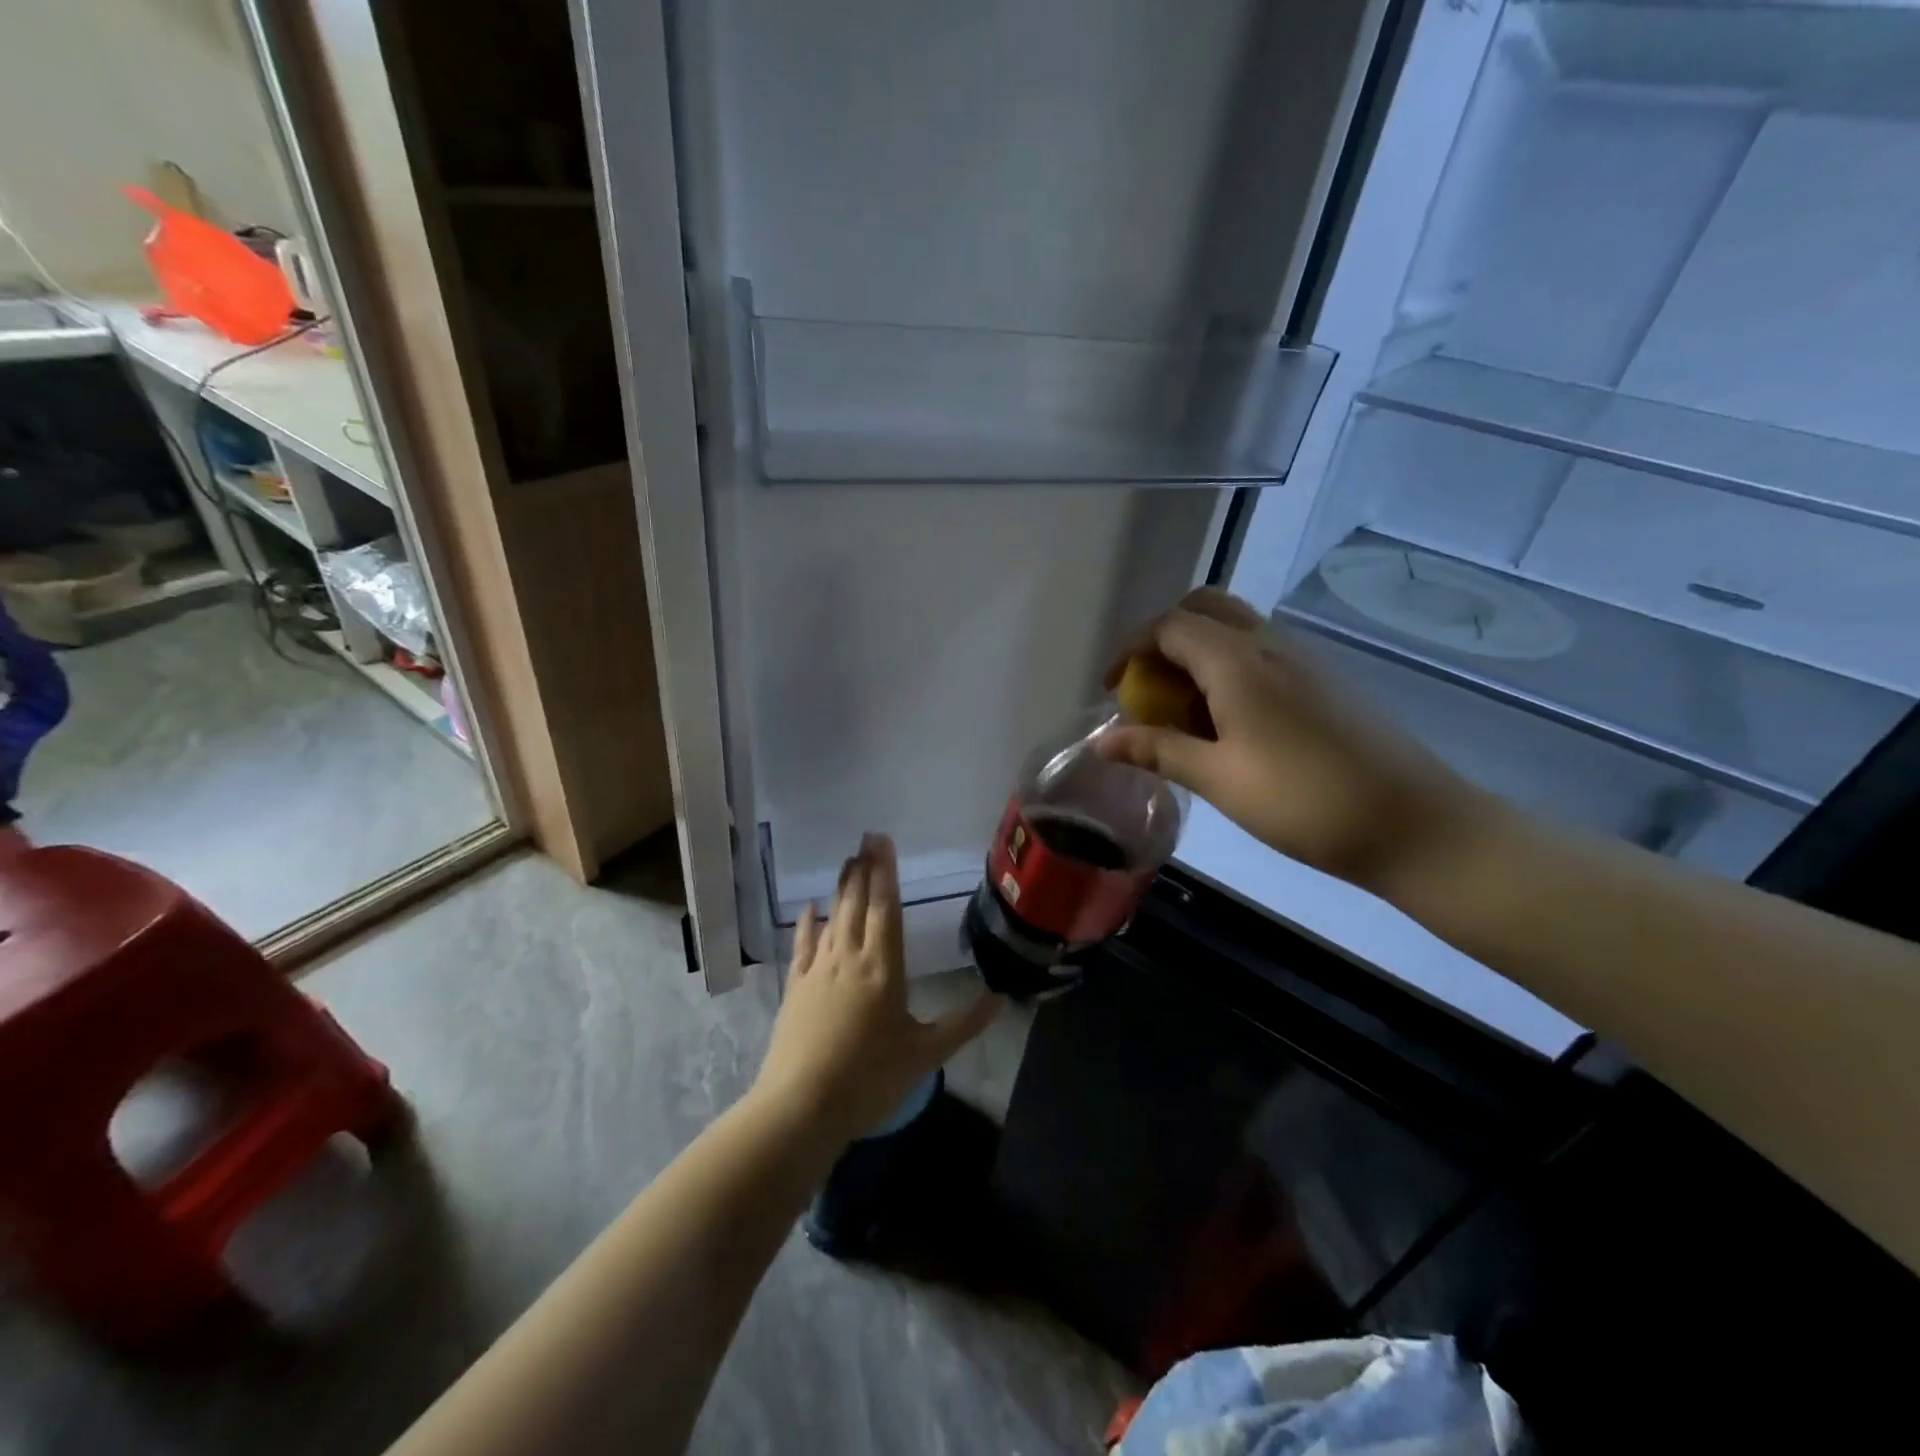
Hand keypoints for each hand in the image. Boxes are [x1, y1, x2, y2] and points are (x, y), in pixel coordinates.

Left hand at [750, 833, 1002, 1150]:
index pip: (886, 908)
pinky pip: (803, 945)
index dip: (885, 872)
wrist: (801, 1106)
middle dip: (864, 869)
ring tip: (847, 861)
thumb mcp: (925, 1055)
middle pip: (858, 904)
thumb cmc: (869, 1079)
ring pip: (832, 918)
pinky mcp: (796, 988)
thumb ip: (963, 1024)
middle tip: (867, 838)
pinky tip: (809, 908)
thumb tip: (1001, 998)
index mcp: (884, 968)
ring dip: (841, 888)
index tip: (883, 842)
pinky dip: (807, 923)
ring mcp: (819, 971)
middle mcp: (850, 958)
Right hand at [1097, 589, 1496, 893]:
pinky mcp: (1324, 680)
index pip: (1169, 627)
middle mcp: (1270, 644)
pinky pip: (1262, 651)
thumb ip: (1157, 751)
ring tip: (1184, 710)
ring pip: (1236, 627)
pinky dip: (1229, 666)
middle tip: (1149, 686)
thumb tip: (1101, 742)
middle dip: (1165, 638)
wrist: (1413, 823)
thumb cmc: (1303, 801)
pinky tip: (1230, 722)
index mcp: (1238, 662)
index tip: (1113, 690)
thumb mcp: (1219, 779)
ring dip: (1198, 652)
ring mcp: (1304, 659)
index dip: (1131, 650)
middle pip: (1204, 608)